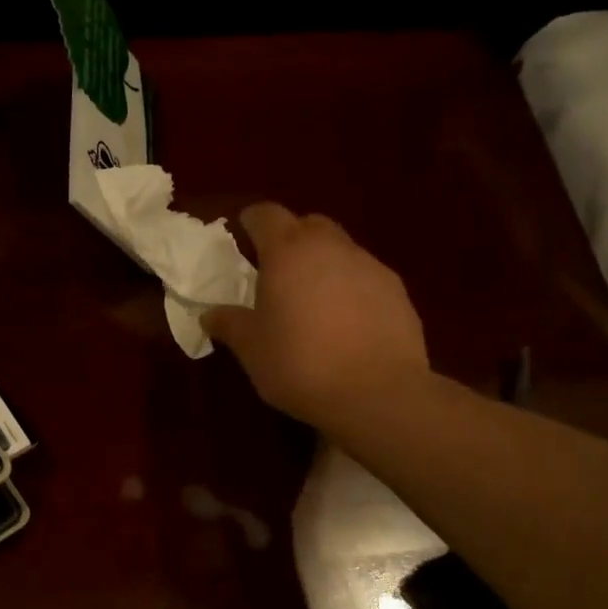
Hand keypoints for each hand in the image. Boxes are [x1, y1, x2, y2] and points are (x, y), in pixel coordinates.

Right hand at [203, 202, 430, 428]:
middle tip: (276, 268)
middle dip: (291, 238)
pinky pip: (365, 277)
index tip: (242, 233)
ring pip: (340, 250)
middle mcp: (332, 247)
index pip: (266, 215)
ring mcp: (370, 266)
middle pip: (308, 225)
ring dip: (323, 264)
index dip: (252, 221)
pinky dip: (350, 288)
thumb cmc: (300, 363)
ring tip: (312, 300)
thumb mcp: (252, 348)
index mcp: (288, 252)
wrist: (377, 393)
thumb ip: (229, 324)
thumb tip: (209, 315)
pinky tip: (345, 322)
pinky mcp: (397, 292)